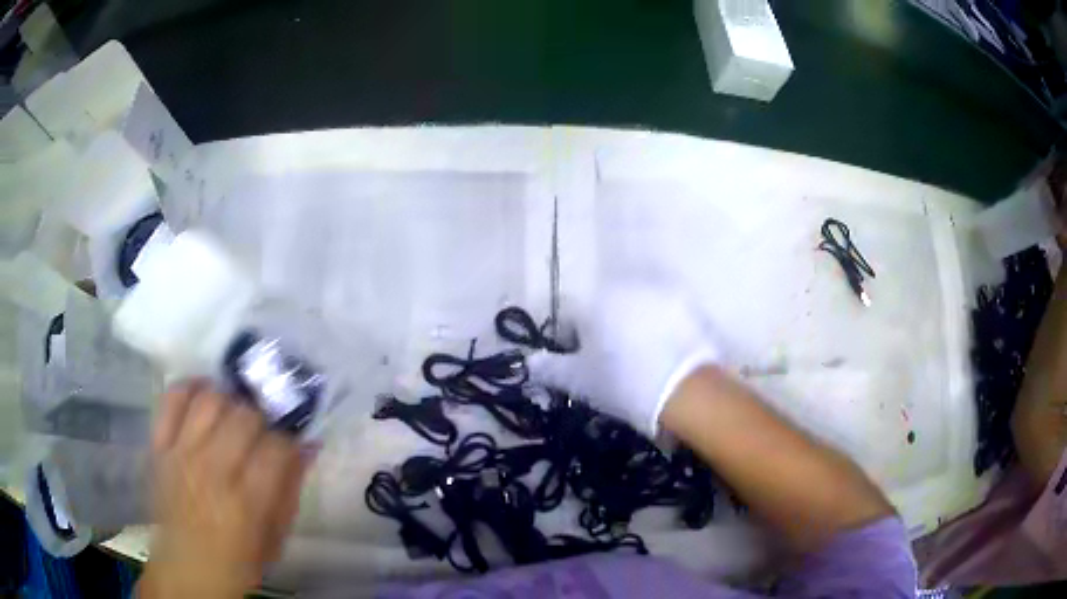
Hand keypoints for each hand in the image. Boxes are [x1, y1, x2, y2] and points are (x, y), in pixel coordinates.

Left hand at [140, 382, 308, 598]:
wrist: (184, 569)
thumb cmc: (237, 563)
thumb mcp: (275, 539)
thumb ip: (290, 491)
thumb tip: (308, 446)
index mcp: (246, 503)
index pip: (277, 446)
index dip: (290, 437)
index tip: (290, 440)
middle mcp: (211, 471)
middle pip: (244, 415)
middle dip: (262, 416)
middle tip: (263, 428)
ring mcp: (180, 454)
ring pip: (210, 400)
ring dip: (229, 399)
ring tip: (235, 411)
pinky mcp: (159, 446)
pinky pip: (172, 399)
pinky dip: (190, 387)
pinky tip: (204, 392)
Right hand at [528, 281, 722, 435]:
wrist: (686, 390)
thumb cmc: (623, 384)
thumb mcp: (579, 382)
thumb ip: (549, 369)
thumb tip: (529, 362)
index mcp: (592, 302)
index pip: (569, 317)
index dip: (570, 343)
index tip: (581, 366)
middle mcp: (623, 286)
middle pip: (603, 307)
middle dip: (602, 331)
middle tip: (612, 364)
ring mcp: (658, 291)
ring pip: (634, 308)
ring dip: (632, 326)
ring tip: (641, 359)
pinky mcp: (687, 303)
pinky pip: (664, 314)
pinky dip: (660, 328)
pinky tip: (665, 354)